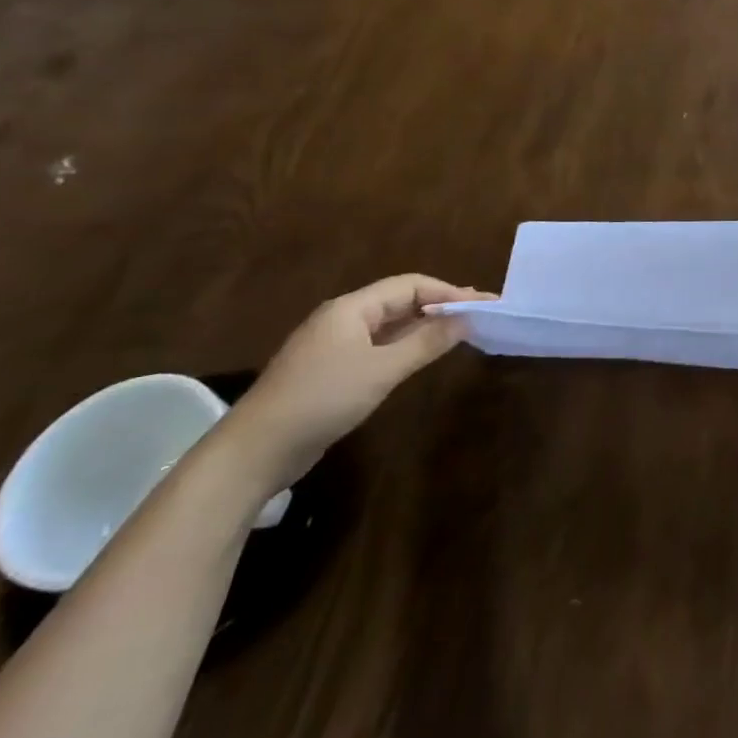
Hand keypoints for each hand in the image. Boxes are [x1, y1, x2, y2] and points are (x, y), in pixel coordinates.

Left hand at [221, 274, 494, 492]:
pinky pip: (377, 346)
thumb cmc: (322, 400)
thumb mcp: (382, 370)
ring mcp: (333, 346)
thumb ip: (426, 342)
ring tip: (460, 331)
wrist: (254, 452)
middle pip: (400, 301)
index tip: (482, 304)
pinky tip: (422, 356)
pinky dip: (405, 345)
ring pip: (389, 325)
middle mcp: (342, 319)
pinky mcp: (329, 371)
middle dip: (440, 305)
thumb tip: (466, 319)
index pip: (410, 285)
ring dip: (424, 325)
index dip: (448, 292)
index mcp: (351, 308)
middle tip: (479, 315)